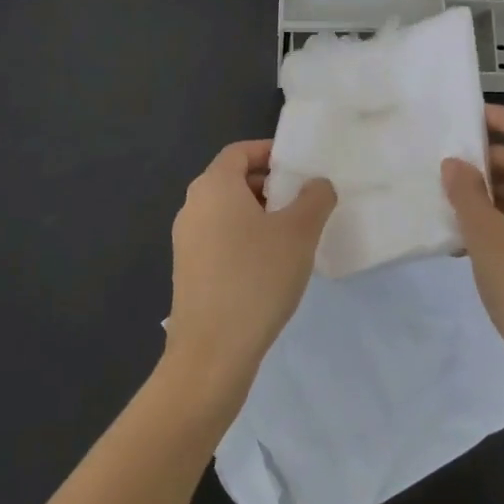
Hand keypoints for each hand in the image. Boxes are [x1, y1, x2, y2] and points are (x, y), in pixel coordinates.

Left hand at [164, 140, 335, 405]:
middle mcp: (193, 207)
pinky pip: (220, 238)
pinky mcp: (189, 270)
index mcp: (214, 187)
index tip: (299, 165)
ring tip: (293, 234)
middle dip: (269, 184)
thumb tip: (317, 184)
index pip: (240, 151)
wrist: (212, 351)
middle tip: (303, 200)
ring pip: (227, 212)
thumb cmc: (257, 278)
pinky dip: (245, 238)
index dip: (270, 151)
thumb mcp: (299, 233)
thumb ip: (315, 198)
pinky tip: (271, 265)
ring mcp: (186, 241)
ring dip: (259, 214)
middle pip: (232, 180)